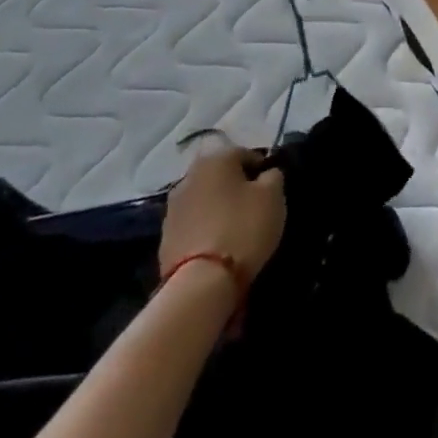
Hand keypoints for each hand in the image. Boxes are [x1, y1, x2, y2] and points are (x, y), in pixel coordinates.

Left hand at [159, 147, 285, 285]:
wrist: (200, 282)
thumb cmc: (243, 228)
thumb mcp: (273, 196)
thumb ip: (273, 176)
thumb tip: (266, 174)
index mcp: (216, 158)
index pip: (246, 154)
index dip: (262, 170)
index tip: (272, 190)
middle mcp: (189, 175)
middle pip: (221, 176)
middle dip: (237, 187)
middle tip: (255, 207)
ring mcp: (172, 207)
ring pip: (205, 199)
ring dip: (219, 207)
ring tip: (236, 228)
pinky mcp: (164, 237)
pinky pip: (193, 223)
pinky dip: (205, 227)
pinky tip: (218, 243)